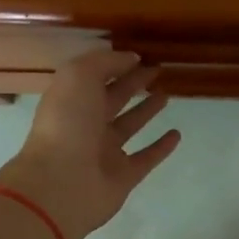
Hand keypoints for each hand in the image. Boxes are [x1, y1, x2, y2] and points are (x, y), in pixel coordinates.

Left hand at [0, 49, 181, 238]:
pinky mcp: (123, 176)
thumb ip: (105, 62)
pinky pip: (146, 158)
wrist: (61, 183)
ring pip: (129, 126)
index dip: (117, 65)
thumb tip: (131, 58)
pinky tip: (176, 134)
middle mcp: (86, 124)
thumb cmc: (67, 123)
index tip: (142, 55)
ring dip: (146, 111)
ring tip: (166, 95)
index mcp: (72, 100)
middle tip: (158, 70)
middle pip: (114, 99)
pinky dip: (161, 147)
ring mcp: (105, 152)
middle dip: (134, 83)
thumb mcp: (79, 76)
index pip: (96, 77)